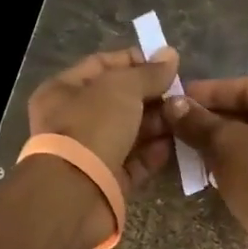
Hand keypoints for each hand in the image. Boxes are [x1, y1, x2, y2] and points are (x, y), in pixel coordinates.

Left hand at [26, 46, 180, 191]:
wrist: (76, 193)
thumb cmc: (92, 127)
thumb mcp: (122, 88)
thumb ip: (148, 72)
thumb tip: (170, 54)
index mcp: (63, 90)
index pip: (101, 65)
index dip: (134, 61)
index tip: (166, 64)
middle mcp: (73, 119)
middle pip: (119, 100)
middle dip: (151, 96)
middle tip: (181, 94)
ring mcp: (90, 152)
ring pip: (130, 131)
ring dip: (157, 124)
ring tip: (184, 117)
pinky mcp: (108, 180)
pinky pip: (135, 161)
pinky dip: (155, 153)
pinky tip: (176, 144)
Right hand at [164, 78, 247, 248]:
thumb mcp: (226, 143)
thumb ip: (197, 121)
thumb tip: (171, 103)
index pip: (246, 87)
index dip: (208, 92)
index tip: (176, 99)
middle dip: (210, 120)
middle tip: (173, 124)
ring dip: (217, 144)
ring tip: (181, 146)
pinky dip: (232, 164)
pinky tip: (203, 170)